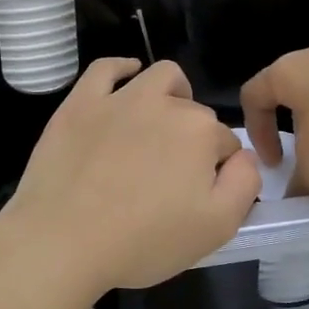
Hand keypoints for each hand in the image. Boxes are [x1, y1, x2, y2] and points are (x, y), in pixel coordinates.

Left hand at [0, 58, 260, 294]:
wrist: (63, 239)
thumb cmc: (143, 240)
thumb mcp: (216, 228)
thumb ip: (244, 184)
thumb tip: (246, 156)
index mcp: (201, 133)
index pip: (226, 144)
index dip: (219, 170)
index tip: (200, 196)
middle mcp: (164, 104)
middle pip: (194, 113)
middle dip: (194, 138)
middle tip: (174, 177)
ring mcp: (119, 99)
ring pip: (160, 77)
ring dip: (172, 93)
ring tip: (163, 122)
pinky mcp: (80, 102)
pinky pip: (106, 68)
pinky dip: (122, 68)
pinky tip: (127, 78)